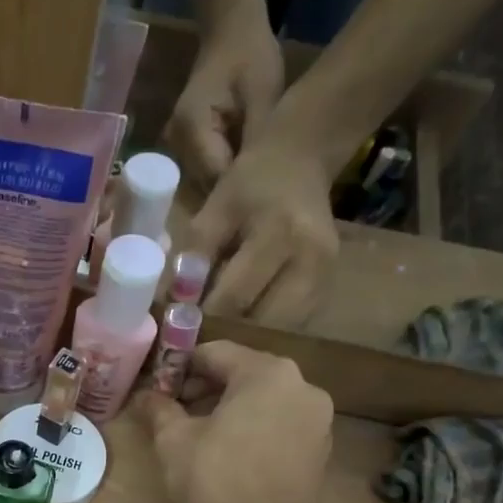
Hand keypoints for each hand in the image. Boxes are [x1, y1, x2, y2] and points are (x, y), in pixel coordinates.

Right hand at [135, 341, 333, 502]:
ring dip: (232, 410)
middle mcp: (302, 386)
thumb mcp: (174, 441)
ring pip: (265, 401)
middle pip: (245, 374)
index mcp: (267, 373)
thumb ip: (160, 410)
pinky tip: (232, 456)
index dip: (181, 367)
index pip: (216, 353)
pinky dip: (256, 431)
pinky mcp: (322, 450)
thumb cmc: (215, 480)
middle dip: (208, 389)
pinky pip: (282, 426)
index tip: (160, 387)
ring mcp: (318, 419)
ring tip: (201, 436)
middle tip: (176, 412)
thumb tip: (144, 397)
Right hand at [163, 4, 283, 188]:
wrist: (229, 32)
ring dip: (231, 189)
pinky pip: (206, 174)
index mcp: (193, 129)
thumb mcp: (265, 96)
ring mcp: (177, 148)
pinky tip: (248, 176)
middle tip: (271, 200)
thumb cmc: (250, 57)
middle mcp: (177, 144)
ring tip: (262, 189)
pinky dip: (226, 177)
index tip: (272, 202)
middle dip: (236, 195)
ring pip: (206, 185)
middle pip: (207, 187)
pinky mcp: (185, 149)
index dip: (242, 194)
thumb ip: (258, 143)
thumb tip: (264, 186)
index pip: (217, 179)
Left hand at [188, 113, 341, 330]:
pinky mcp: (329, 289)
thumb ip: (193, 255)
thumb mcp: (215, 210)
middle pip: (260, 322)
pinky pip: (291, 326)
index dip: (203, 320)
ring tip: (218, 335)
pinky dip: (263, 332)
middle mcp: (312, 259)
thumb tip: (174, 306)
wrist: (300, 161)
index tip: (178, 333)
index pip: (234, 296)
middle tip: (197, 341)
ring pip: (277, 332)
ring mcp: (326, 278)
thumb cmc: (250, 185)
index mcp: (280, 233)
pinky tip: (242, 327)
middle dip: (225, 337)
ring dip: (245, 340)